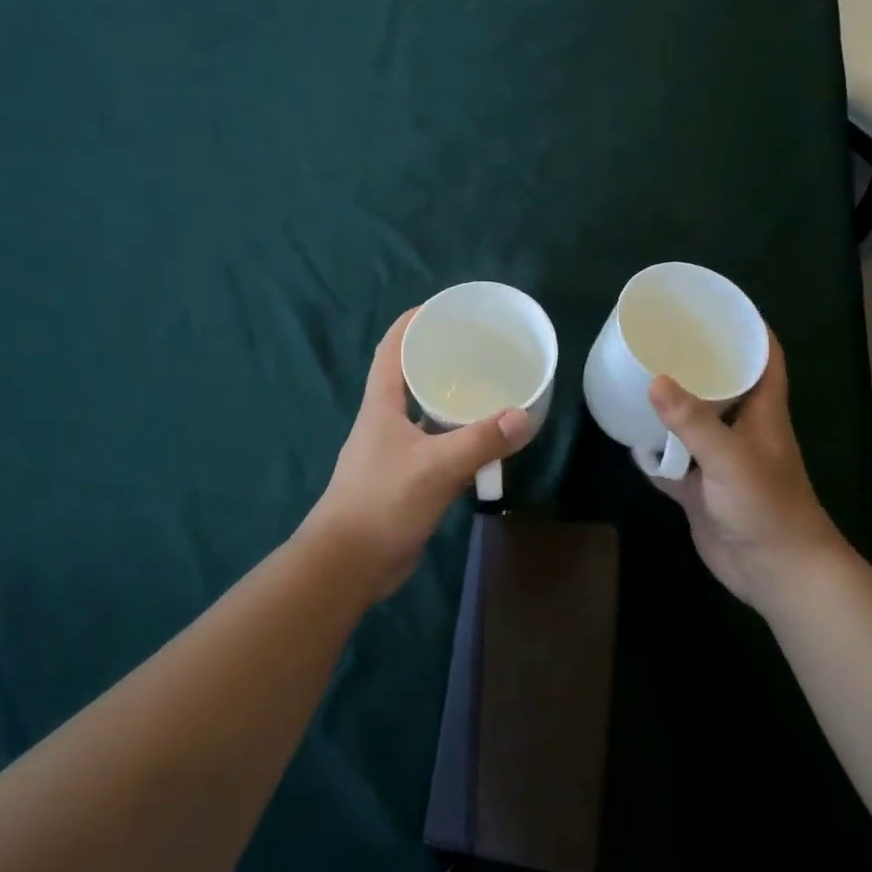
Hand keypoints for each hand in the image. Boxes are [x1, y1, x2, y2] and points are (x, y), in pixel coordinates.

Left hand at [304, 308, 534, 600]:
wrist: (348, 564)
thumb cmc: (383, 502)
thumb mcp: (436, 467)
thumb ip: (480, 441)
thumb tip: (522, 415)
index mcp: (381, 405)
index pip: (391, 349)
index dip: (411, 323)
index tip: (441, 307)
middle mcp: (385, 421)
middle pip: (411, 378)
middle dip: (440, 359)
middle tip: (479, 349)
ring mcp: (394, 452)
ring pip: (426, 415)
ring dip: (452, 402)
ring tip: (489, 389)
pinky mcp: (405, 479)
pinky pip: (436, 448)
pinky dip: (458, 441)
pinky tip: (484, 443)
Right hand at [647, 329, 852, 610]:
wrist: (775, 572)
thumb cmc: (767, 506)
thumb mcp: (731, 458)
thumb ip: (693, 422)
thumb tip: (655, 380)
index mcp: (762, 411)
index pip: (764, 357)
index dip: (749, 328)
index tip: (717, 305)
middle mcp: (742, 430)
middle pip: (722, 385)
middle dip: (697, 362)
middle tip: (661, 339)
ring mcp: (720, 461)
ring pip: (694, 424)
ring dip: (671, 407)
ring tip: (637, 378)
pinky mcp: (702, 489)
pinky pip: (674, 463)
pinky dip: (655, 454)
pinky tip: (629, 439)